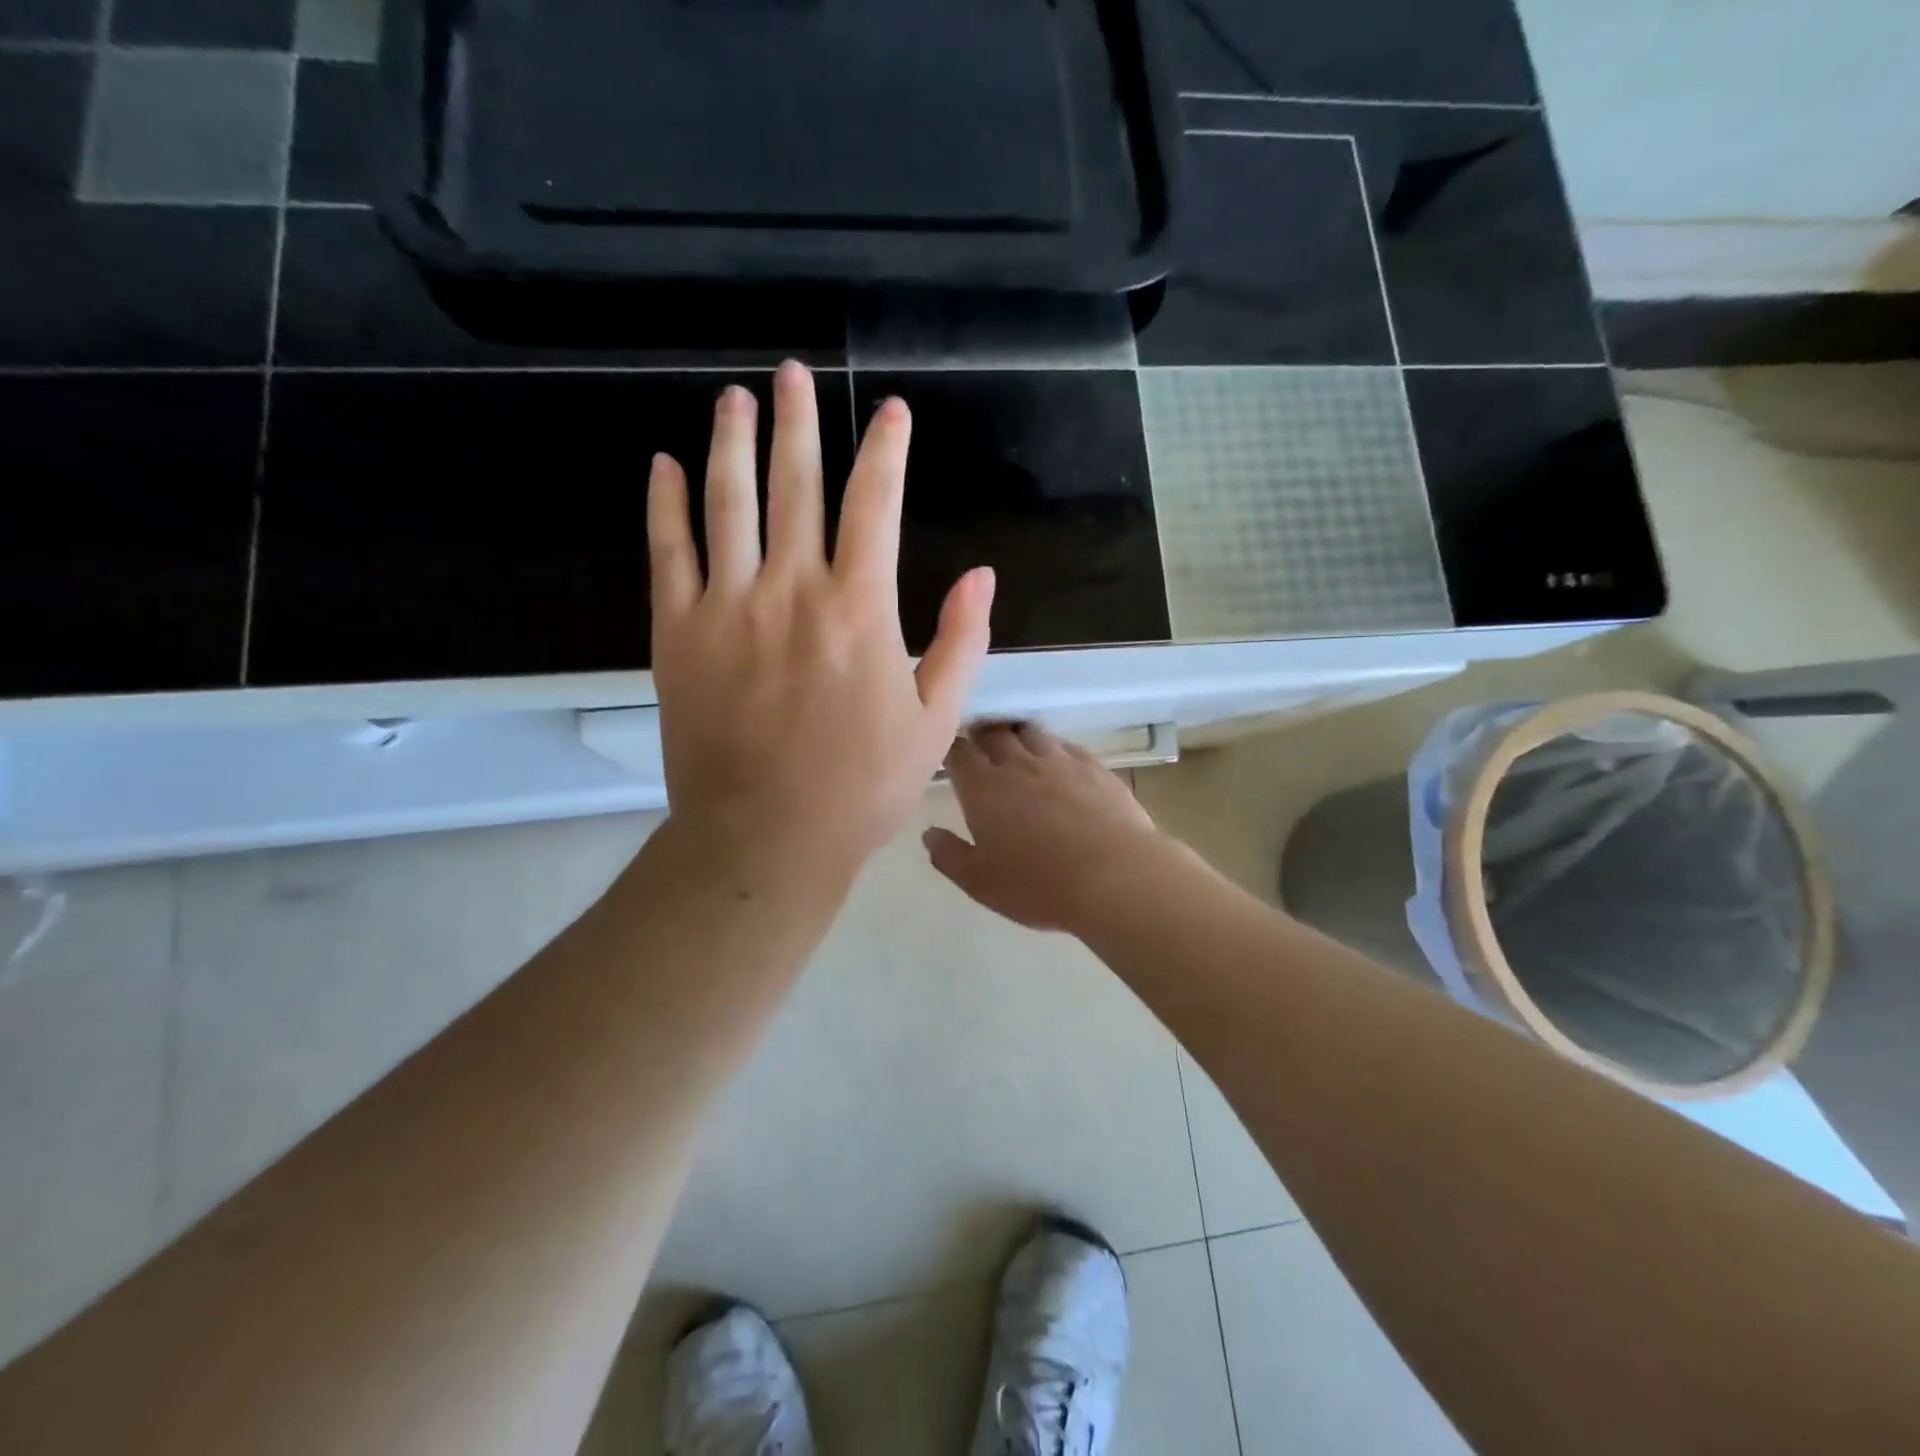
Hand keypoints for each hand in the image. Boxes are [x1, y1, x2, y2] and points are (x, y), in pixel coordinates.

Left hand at [649, 361, 994, 881]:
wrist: (766, 838)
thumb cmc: (862, 787)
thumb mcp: (935, 722)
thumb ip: (961, 643)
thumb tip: (981, 575)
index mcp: (859, 610)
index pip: (875, 506)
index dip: (884, 451)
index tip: (889, 412)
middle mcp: (792, 590)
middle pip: (796, 486)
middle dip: (798, 423)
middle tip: (791, 373)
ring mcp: (727, 607)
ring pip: (728, 503)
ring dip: (732, 444)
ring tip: (734, 398)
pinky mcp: (677, 633)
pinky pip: (667, 552)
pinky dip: (665, 505)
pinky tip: (664, 466)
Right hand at [925, 722, 1165, 933]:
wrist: (1115, 876)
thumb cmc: (1038, 884)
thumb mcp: (980, 882)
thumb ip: (949, 856)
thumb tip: (929, 834)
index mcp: (984, 788)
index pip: (959, 753)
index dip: (951, 749)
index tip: (949, 754)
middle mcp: (1019, 764)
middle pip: (994, 733)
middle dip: (982, 734)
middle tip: (979, 742)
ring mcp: (1060, 762)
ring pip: (1032, 733)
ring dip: (1018, 735)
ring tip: (1016, 745)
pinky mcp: (1096, 768)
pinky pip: (1068, 746)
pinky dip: (1055, 747)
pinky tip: (1059, 759)